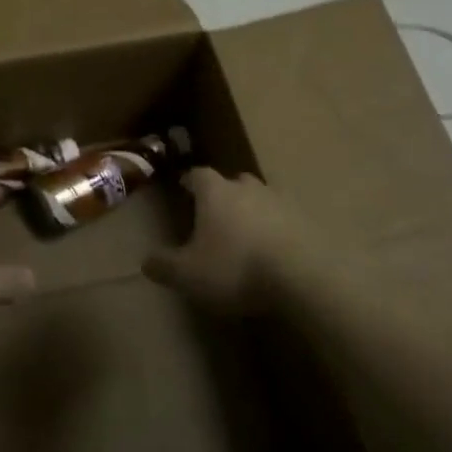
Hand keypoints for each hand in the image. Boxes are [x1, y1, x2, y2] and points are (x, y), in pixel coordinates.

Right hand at [143, 168, 322, 313]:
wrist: (301, 277)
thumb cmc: (235, 268)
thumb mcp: (189, 274)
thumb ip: (164, 266)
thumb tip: (146, 261)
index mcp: (216, 193)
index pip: (198, 174)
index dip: (190, 180)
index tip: (184, 187)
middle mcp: (248, 189)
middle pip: (234, 181)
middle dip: (224, 193)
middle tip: (216, 212)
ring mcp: (280, 203)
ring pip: (261, 198)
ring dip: (253, 210)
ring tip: (245, 233)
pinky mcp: (305, 223)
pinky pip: (284, 220)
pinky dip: (276, 229)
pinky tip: (272, 250)